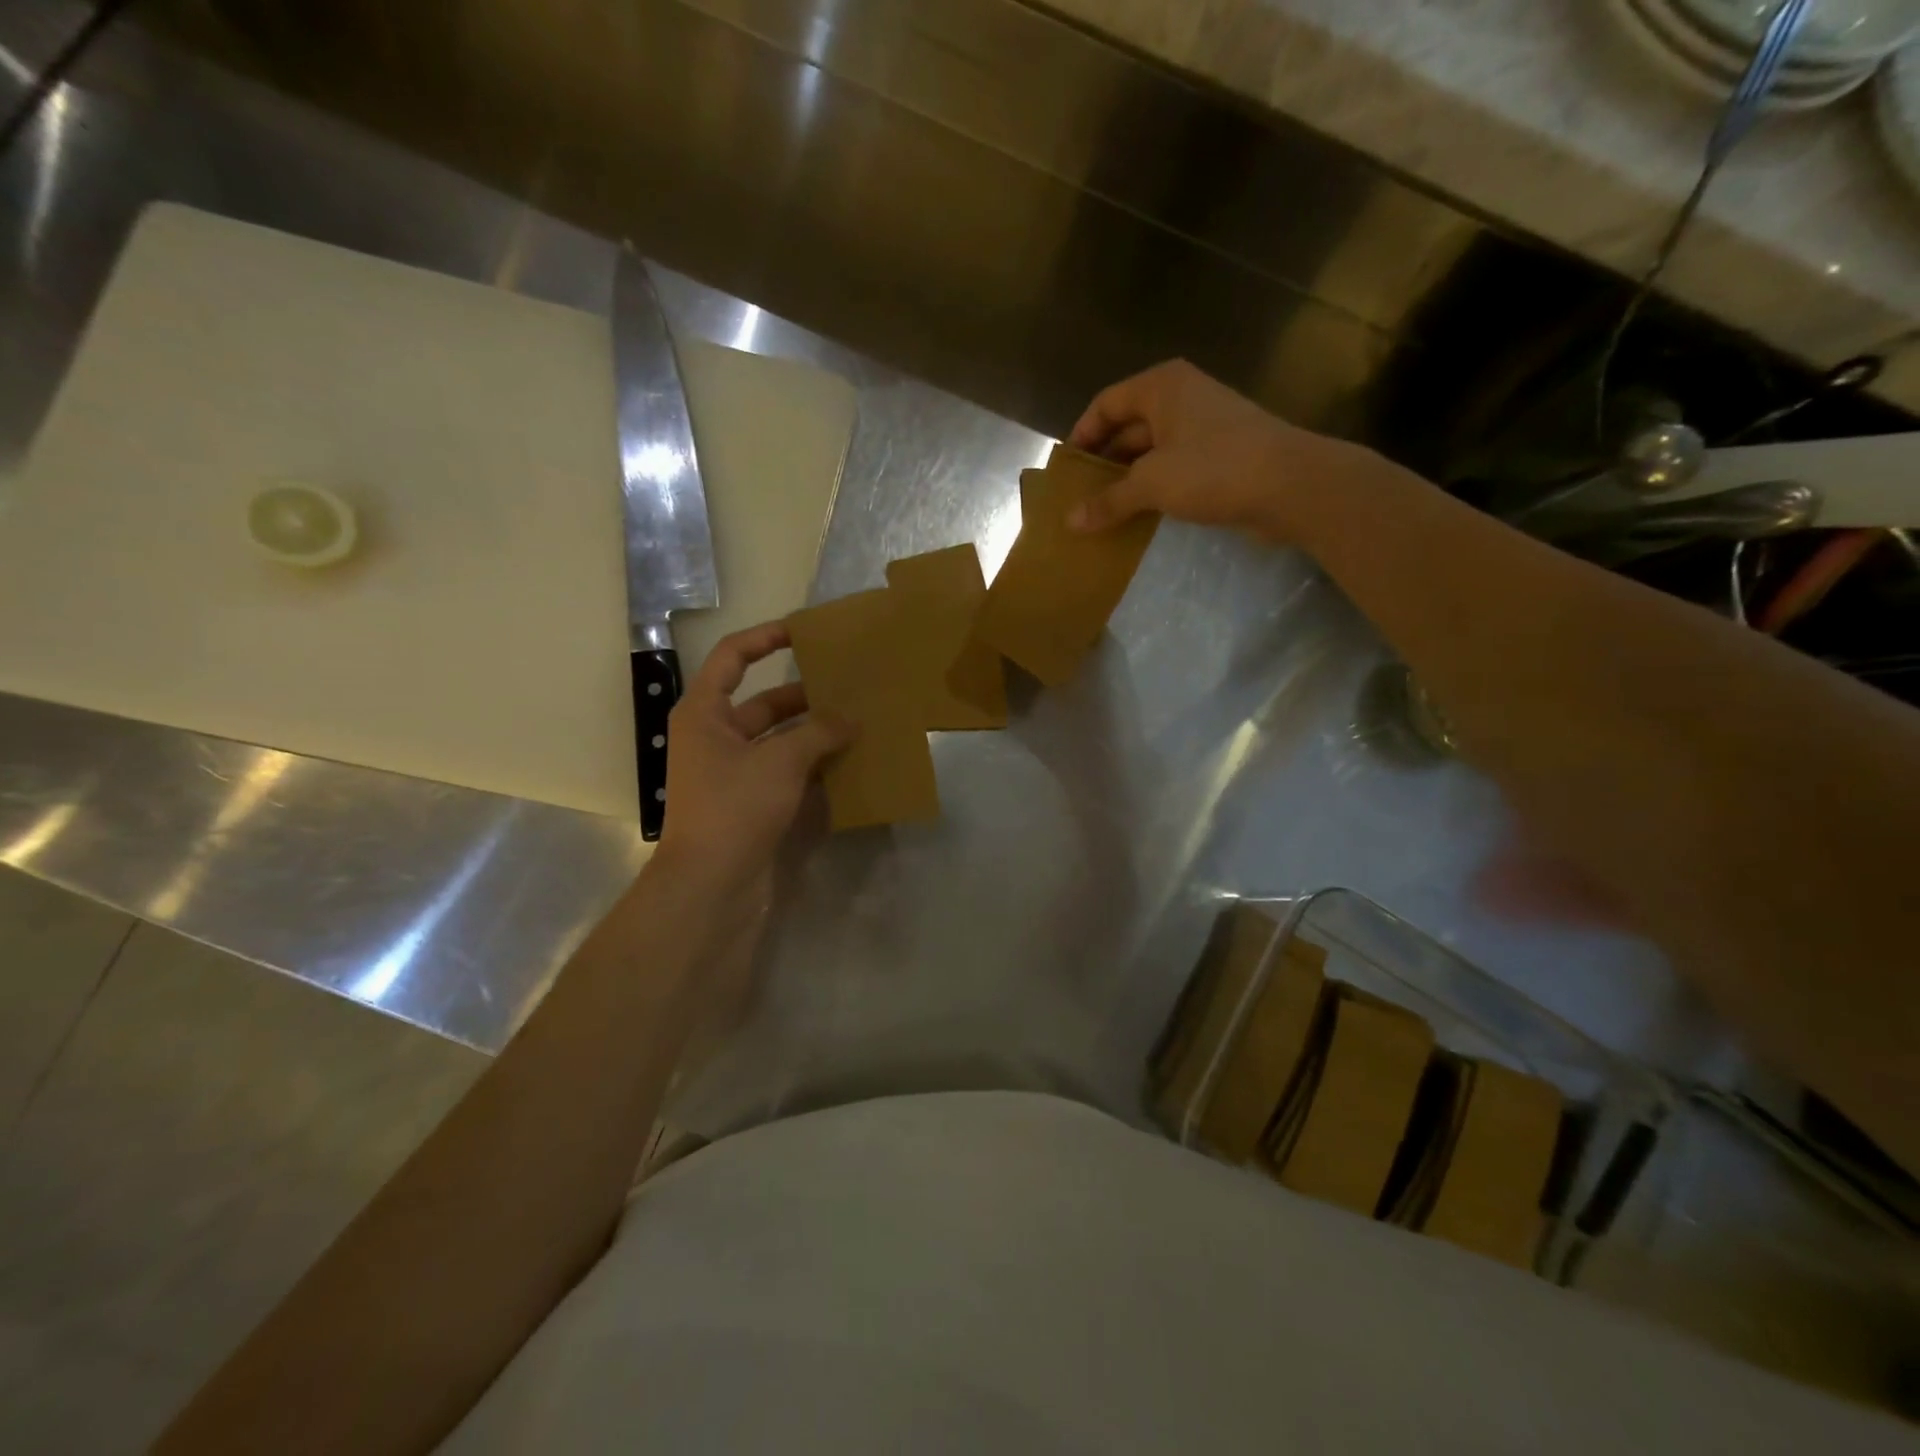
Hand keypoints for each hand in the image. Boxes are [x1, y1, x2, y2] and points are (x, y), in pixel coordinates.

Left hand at [654, 621, 853, 892]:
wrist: (711, 886)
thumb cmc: (735, 807)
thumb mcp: (780, 761)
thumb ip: (818, 733)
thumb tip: (850, 718)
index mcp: (704, 713)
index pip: (732, 657)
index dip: (765, 638)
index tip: (803, 632)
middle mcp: (714, 737)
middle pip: (763, 703)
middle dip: (805, 696)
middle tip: (850, 688)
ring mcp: (732, 773)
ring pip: (778, 740)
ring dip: (813, 734)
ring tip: (858, 724)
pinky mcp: (749, 803)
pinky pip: (784, 772)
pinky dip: (812, 766)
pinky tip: (848, 763)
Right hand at [1065, 359, 1371, 541]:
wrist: (1291, 485)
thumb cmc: (1214, 468)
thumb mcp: (1151, 484)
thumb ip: (1109, 501)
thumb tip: (1070, 522)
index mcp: (1162, 387)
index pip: (1106, 404)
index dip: (1082, 435)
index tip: (1066, 470)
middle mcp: (1182, 398)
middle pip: (1128, 426)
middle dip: (1104, 462)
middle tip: (1079, 497)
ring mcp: (1204, 426)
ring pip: (1151, 450)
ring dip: (1128, 479)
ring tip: (1103, 511)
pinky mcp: (1221, 455)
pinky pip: (1174, 467)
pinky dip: (1153, 488)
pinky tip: (1139, 515)